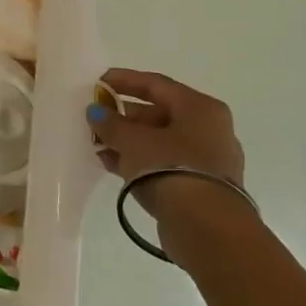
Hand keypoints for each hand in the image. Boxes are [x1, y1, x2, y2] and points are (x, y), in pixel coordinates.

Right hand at [87, 69, 248, 226]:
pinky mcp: (200, 185)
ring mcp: (207, 158)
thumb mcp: (132, 140)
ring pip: (160, 140)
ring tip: (97, 143)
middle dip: (123, 115)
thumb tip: (96, 111)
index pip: (156, 84)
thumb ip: (110, 123)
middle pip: (159, 113)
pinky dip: (139, 160)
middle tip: (95, 117)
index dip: (124, 80)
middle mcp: (209, 128)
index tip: (97, 81)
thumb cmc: (170, 167)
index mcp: (200, 108)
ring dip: (128, 140)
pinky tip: (111, 163)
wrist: (206, 225)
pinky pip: (163, 162)